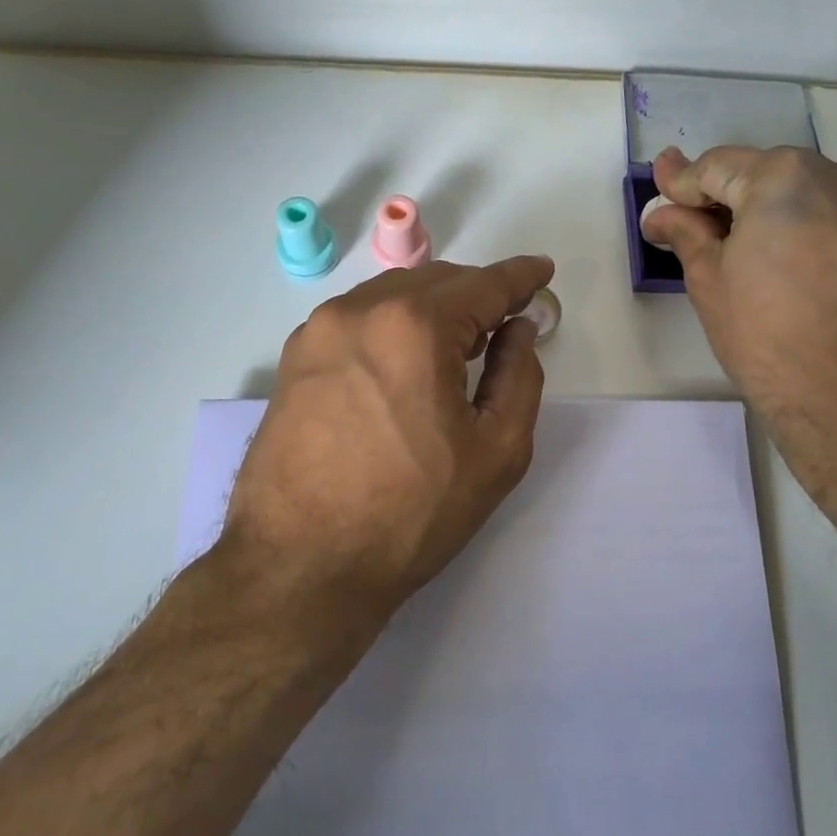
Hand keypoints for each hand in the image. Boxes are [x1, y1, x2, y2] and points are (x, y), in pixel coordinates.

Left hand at [216, 255, 554, 626]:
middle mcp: (360, 310)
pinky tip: (402, 359)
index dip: (519, 277)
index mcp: (414, 326)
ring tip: (455, 341)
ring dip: (431, 307)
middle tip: (504, 320)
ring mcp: (319, 330)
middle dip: (476, 293)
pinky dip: (391, 323)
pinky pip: (357, 318)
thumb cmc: (410, 512)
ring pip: (392, 295)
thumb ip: (519, 376)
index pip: (482, 285)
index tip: (541, 270)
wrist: (300, 564)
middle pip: (435, 281)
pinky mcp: (294, 356)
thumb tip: (517, 329)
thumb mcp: (495, 451)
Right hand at [640, 145, 836, 479]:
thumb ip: (687, 232)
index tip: (659, 195)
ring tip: (744, 254)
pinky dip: (807, 227)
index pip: (717, 167)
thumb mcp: (711, 284)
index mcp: (785, 177)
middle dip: (727, 199)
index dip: (682, 185)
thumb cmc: (772, 344)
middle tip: (694, 230)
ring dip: (769, 212)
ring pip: (805, 192)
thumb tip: (663, 212)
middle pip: (764, 174)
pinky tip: (789, 265)